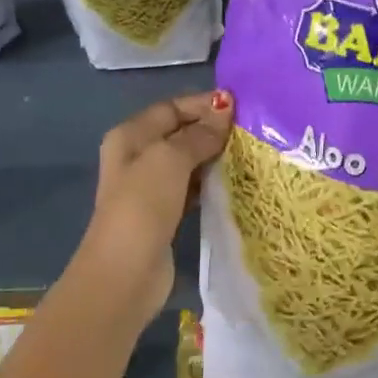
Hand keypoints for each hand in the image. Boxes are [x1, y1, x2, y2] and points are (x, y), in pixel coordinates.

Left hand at [75, 90, 233, 318]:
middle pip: (180, 133)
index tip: (240, 107)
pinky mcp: (165, 213)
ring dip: (215, 156)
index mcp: (130, 136)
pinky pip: (192, 188)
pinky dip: (211, 182)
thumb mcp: (170, 159)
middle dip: (212, 129)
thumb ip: (198, 134)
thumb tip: (224, 107)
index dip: (203, 104)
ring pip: (188, 161)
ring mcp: (150, 187)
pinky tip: (236, 182)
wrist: (125, 272)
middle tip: (252, 130)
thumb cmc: (142, 205)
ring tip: (250, 153)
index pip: (171, 108)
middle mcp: (137, 157)